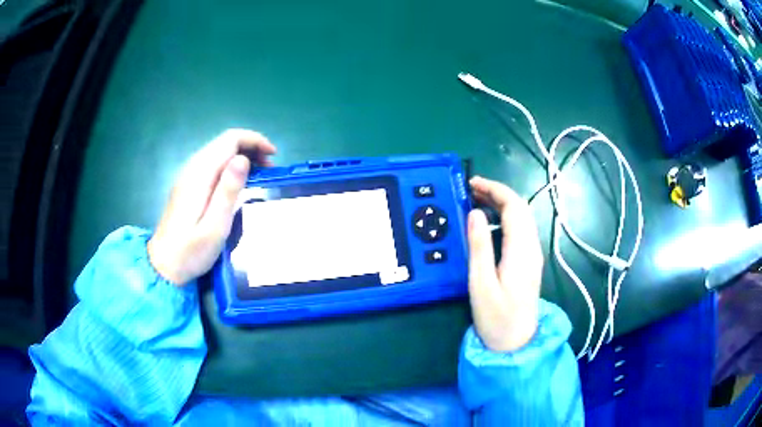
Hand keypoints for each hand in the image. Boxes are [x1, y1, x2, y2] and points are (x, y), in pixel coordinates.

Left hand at [148, 129, 275, 284]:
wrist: (163, 266)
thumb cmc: (190, 251)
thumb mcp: (215, 226)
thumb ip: (228, 191)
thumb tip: (243, 159)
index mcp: (200, 174)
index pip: (229, 139)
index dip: (254, 140)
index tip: (273, 156)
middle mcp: (193, 168)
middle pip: (225, 142)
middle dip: (251, 147)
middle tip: (270, 170)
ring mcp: (188, 176)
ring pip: (219, 151)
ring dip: (242, 156)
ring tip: (259, 175)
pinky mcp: (188, 185)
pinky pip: (213, 164)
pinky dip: (231, 166)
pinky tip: (239, 183)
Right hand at [467, 176, 542, 351]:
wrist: (516, 342)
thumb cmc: (496, 316)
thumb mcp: (481, 283)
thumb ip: (479, 246)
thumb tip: (475, 213)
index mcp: (521, 250)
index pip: (514, 207)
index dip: (495, 189)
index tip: (472, 184)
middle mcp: (531, 247)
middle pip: (520, 208)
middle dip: (497, 193)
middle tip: (470, 190)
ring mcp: (533, 254)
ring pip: (521, 218)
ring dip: (501, 204)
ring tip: (476, 201)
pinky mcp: (529, 262)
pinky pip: (520, 230)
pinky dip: (505, 217)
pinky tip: (489, 223)